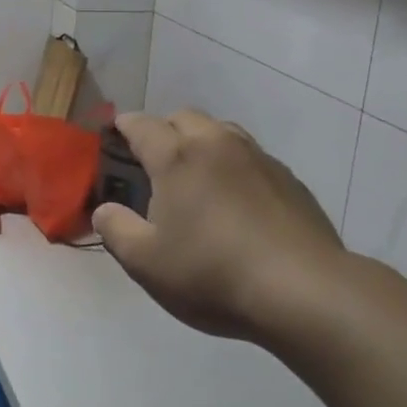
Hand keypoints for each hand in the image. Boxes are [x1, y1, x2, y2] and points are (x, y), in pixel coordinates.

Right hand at [92, 111, 345, 340]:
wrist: (302, 289)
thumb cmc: (212, 274)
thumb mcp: (147, 263)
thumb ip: (116, 230)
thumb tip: (104, 209)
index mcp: (177, 157)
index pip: (142, 125)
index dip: (123, 126)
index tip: (114, 133)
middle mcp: (217, 143)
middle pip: (184, 117)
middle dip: (164, 129)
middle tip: (154, 159)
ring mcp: (258, 157)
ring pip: (222, 131)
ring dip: (202, 141)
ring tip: (196, 173)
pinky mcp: (288, 178)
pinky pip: (251, 156)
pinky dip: (234, 164)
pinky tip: (237, 198)